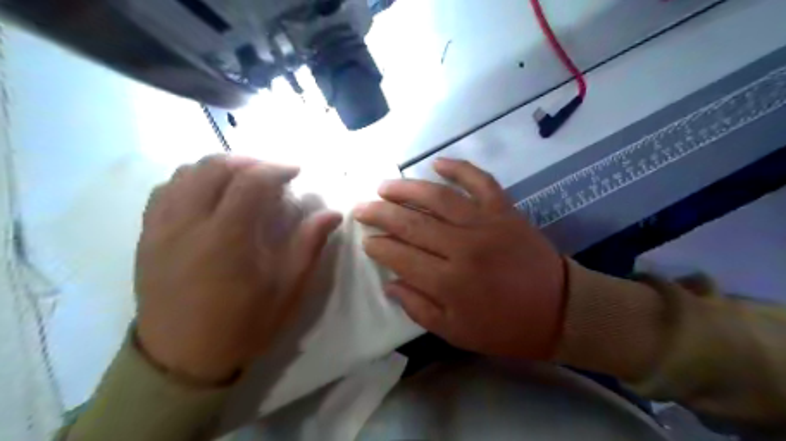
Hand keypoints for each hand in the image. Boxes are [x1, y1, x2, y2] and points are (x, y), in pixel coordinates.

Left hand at [136, 153, 344, 381]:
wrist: (182, 359)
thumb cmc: (242, 326)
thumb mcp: (286, 290)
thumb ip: (308, 246)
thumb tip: (332, 214)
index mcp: (227, 239)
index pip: (250, 181)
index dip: (276, 168)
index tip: (295, 171)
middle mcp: (188, 224)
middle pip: (214, 167)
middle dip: (248, 162)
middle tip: (270, 174)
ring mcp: (160, 228)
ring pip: (185, 173)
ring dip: (219, 167)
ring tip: (241, 180)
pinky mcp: (146, 236)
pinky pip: (164, 190)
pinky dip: (190, 180)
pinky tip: (208, 194)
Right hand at [355, 157, 565, 358]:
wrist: (558, 310)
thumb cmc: (504, 327)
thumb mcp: (456, 332)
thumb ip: (418, 307)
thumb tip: (390, 282)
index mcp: (449, 282)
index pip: (401, 256)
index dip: (379, 246)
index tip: (365, 240)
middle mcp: (463, 247)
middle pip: (412, 224)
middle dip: (381, 213)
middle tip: (362, 207)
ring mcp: (486, 223)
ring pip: (438, 198)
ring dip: (407, 189)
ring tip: (384, 186)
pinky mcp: (505, 210)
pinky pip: (480, 181)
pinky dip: (459, 168)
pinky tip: (437, 161)